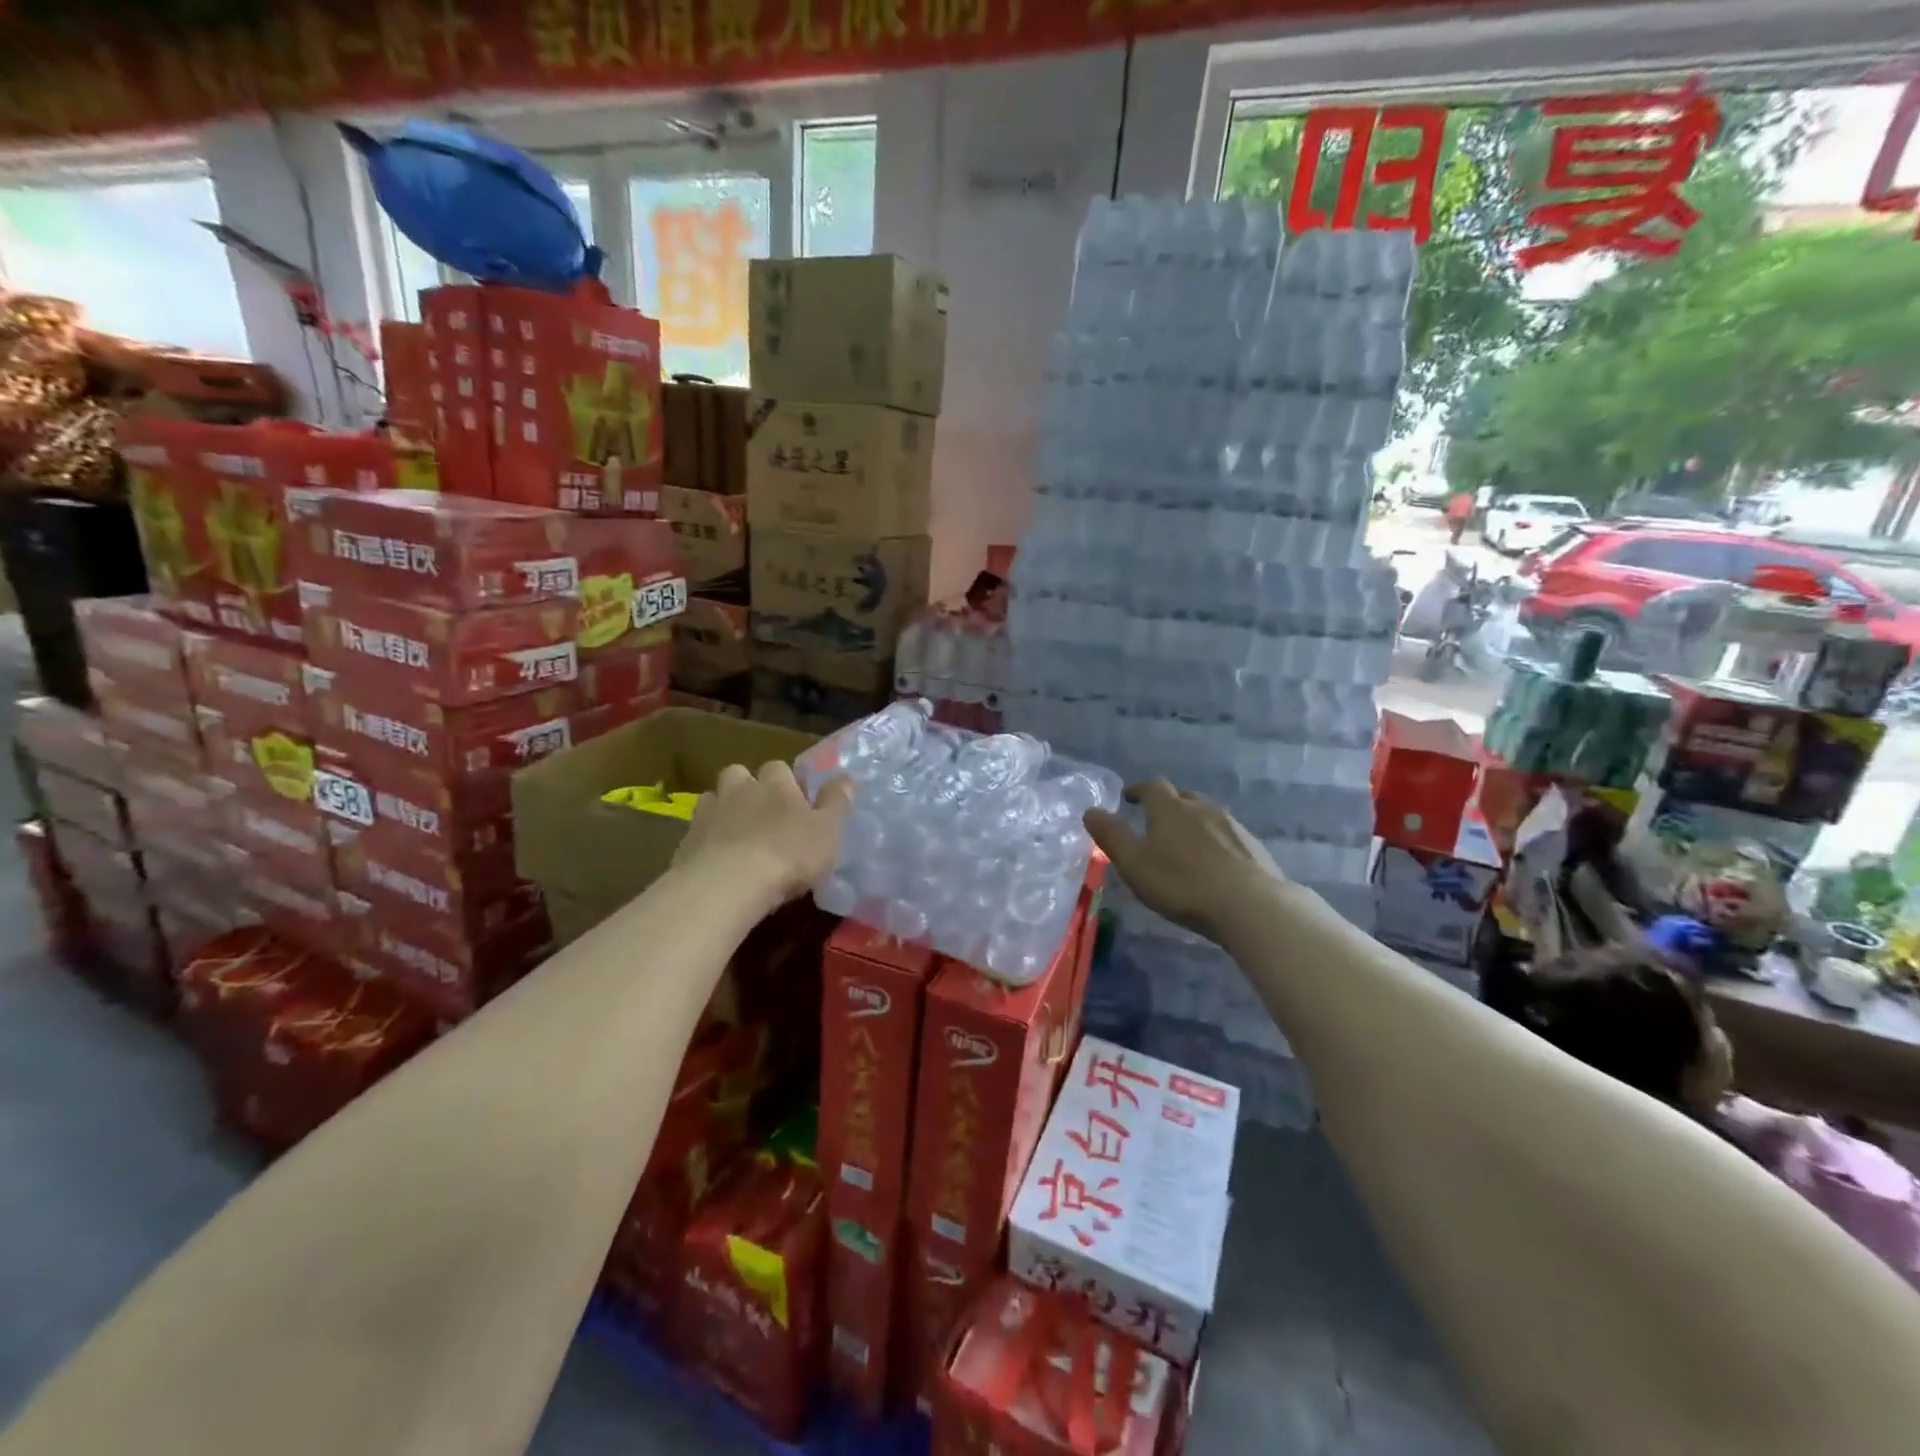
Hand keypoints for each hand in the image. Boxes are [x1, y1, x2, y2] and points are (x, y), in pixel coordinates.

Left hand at [673, 761, 852, 914]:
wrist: (727, 884)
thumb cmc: (789, 855)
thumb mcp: (827, 831)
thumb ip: (836, 803)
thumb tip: (846, 777)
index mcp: (776, 784)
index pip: (780, 767)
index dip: (787, 782)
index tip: (796, 803)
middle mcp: (740, 789)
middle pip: (739, 774)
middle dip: (748, 787)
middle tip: (761, 814)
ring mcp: (708, 812)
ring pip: (714, 798)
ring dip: (724, 809)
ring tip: (736, 834)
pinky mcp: (685, 840)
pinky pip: (697, 829)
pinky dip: (707, 837)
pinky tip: (716, 858)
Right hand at [1085, 780, 1280, 942]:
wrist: (1251, 906)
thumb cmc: (1182, 884)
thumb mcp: (1134, 863)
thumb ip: (1111, 835)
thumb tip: (1091, 810)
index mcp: (1170, 808)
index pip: (1152, 787)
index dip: (1138, 790)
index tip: (1129, 798)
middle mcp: (1202, 808)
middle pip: (1181, 796)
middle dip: (1166, 803)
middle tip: (1155, 820)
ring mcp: (1231, 825)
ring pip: (1206, 814)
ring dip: (1192, 821)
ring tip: (1183, 841)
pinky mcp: (1253, 846)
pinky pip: (1226, 834)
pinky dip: (1214, 840)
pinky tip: (1213, 861)